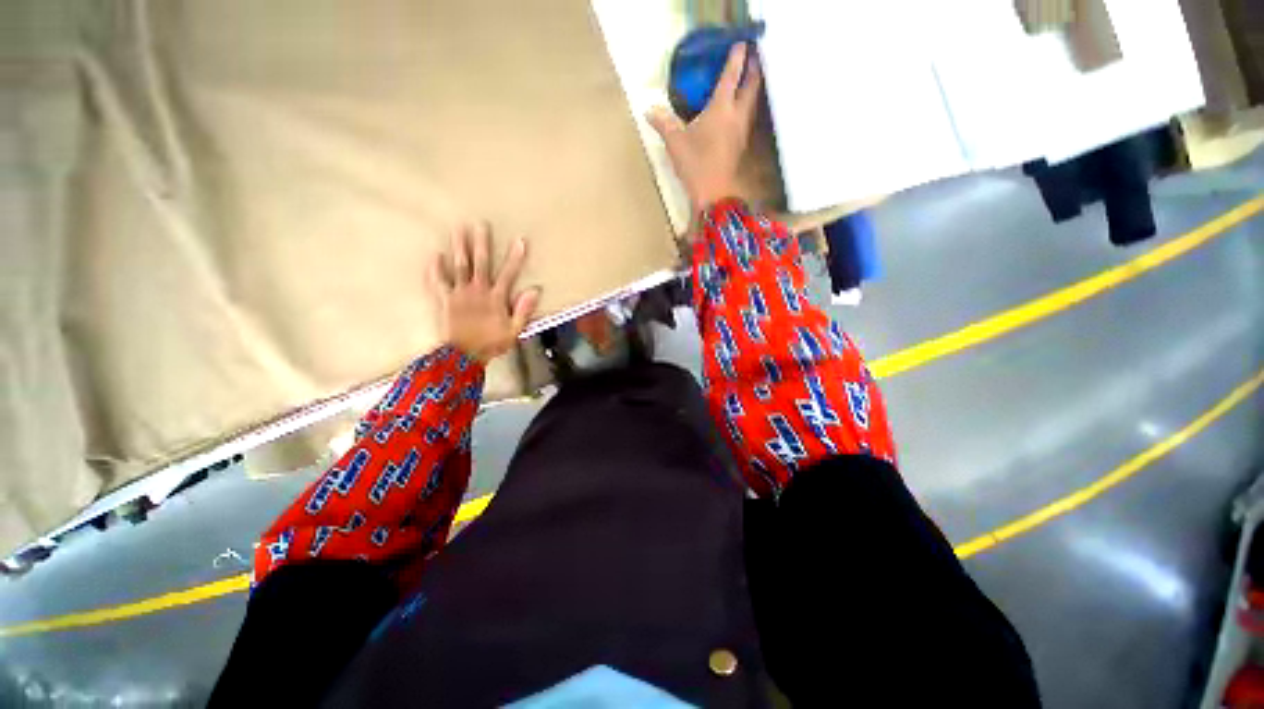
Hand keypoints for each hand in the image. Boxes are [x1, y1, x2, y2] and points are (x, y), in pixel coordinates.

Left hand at [428, 223, 539, 362]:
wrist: (464, 356)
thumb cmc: (492, 343)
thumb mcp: (514, 330)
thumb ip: (524, 310)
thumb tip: (534, 290)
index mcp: (496, 298)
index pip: (508, 274)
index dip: (515, 257)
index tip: (520, 240)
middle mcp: (477, 291)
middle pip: (480, 264)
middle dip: (481, 244)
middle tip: (480, 224)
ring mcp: (459, 294)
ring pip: (460, 267)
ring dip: (460, 248)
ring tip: (458, 229)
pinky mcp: (445, 300)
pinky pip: (439, 282)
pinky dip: (435, 269)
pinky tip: (434, 254)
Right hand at [648, 42, 761, 214]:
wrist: (713, 194)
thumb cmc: (695, 165)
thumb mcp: (675, 142)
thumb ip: (663, 123)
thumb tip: (649, 110)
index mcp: (721, 108)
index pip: (731, 76)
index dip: (736, 58)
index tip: (740, 45)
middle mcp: (737, 115)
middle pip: (751, 87)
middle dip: (752, 71)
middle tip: (750, 60)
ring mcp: (741, 132)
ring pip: (751, 103)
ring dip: (751, 89)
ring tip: (747, 82)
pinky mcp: (740, 146)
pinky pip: (746, 119)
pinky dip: (745, 108)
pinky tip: (737, 113)